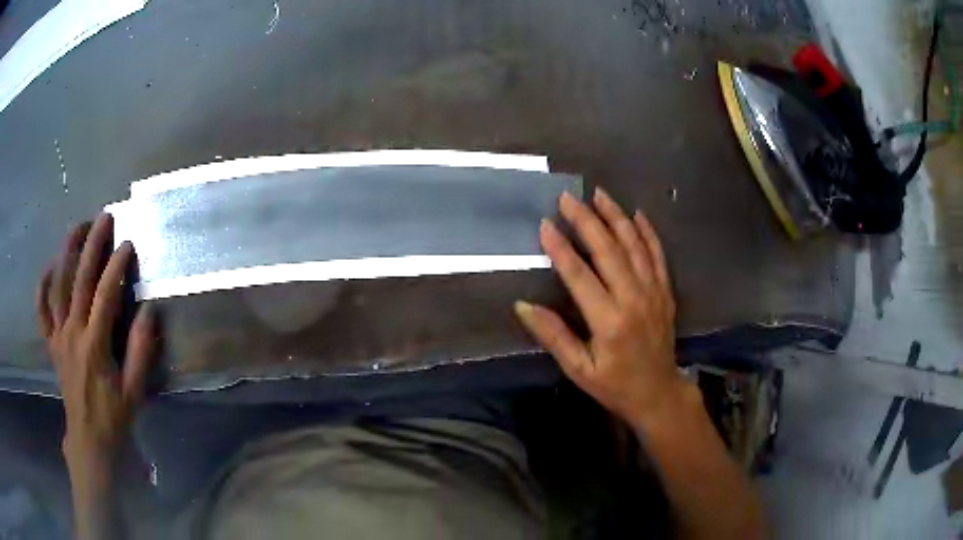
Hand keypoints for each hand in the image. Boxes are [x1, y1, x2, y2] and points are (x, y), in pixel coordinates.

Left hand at [36, 214, 155, 490]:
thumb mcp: (134, 391)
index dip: (116, 267)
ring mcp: (58, 336)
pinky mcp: (51, 343)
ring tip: (77, 227)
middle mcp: (72, 334)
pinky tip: (50, 267)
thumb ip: (140, 351)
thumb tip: (150, 311)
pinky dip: (43, 286)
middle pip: (79, 281)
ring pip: (58, 287)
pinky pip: (42, 310)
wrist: (89, 439)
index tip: (128, 243)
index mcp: (94, 346)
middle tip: (103, 218)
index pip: (105, 296)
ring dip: (66, 253)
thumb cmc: (114, 417)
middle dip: (92, 246)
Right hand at [515, 189, 693, 428]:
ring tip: (599, 194)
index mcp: (609, 321)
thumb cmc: (614, 384)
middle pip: (609, 250)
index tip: (546, 224)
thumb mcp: (579, 369)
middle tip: (568, 197)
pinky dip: (648, 232)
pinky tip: (637, 214)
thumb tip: (523, 305)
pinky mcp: (666, 291)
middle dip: (587, 220)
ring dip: (617, 217)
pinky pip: (658, 255)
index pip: (580, 275)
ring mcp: (654, 292)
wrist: (658, 392)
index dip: (561, 248)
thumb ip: (553, 336)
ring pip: (635, 246)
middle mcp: (634, 299)